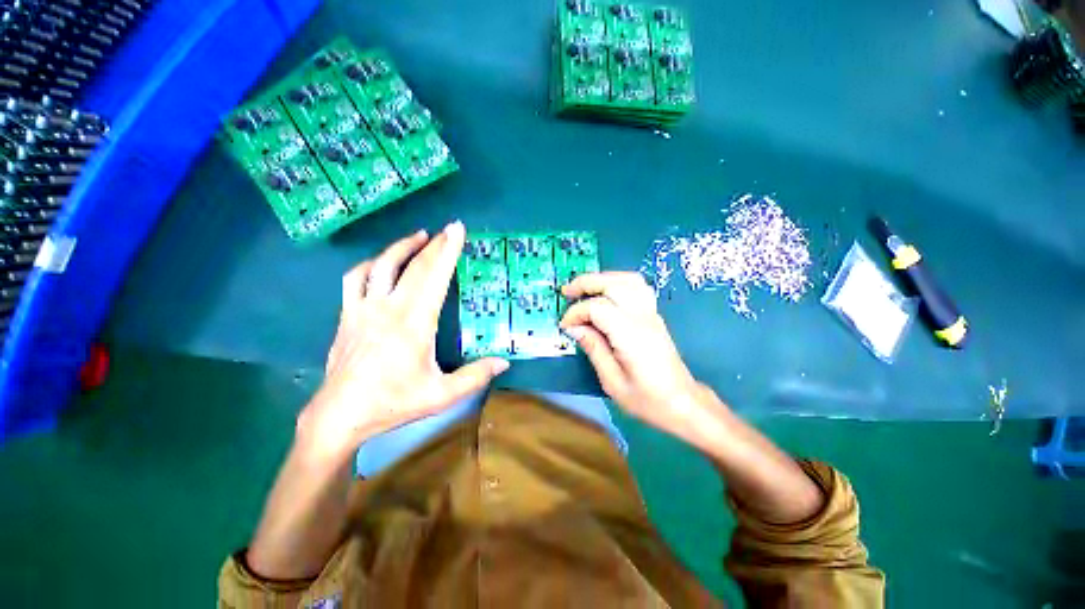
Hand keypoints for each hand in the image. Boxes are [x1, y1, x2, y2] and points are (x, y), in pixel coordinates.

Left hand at [297, 222, 508, 458]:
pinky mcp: (347, 315)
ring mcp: (363, 309)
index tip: (457, 230)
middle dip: (434, 245)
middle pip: (413, 267)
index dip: (448, 251)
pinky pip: (355, 279)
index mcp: (414, 323)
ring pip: (381, 266)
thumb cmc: (392, 403)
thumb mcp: (441, 395)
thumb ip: (475, 377)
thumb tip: (504, 362)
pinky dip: (370, 264)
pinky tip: (380, 263)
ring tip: (419, 236)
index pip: (434, 278)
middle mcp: (388, 308)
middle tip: (448, 229)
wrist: (339, 415)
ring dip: (401, 247)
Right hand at [559, 272, 717, 441]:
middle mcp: (643, 318)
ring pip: (628, 279)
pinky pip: (636, 286)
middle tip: (567, 292)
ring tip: (584, 288)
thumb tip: (574, 327)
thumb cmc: (646, 399)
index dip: (577, 312)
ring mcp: (652, 313)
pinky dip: (617, 282)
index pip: (599, 308)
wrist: (681, 402)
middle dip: (586, 283)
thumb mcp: (612, 381)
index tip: (565, 325)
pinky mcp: (654, 314)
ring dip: (603, 278)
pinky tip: (605, 293)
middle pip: (614, 283)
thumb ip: (593, 348)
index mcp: (631, 336)